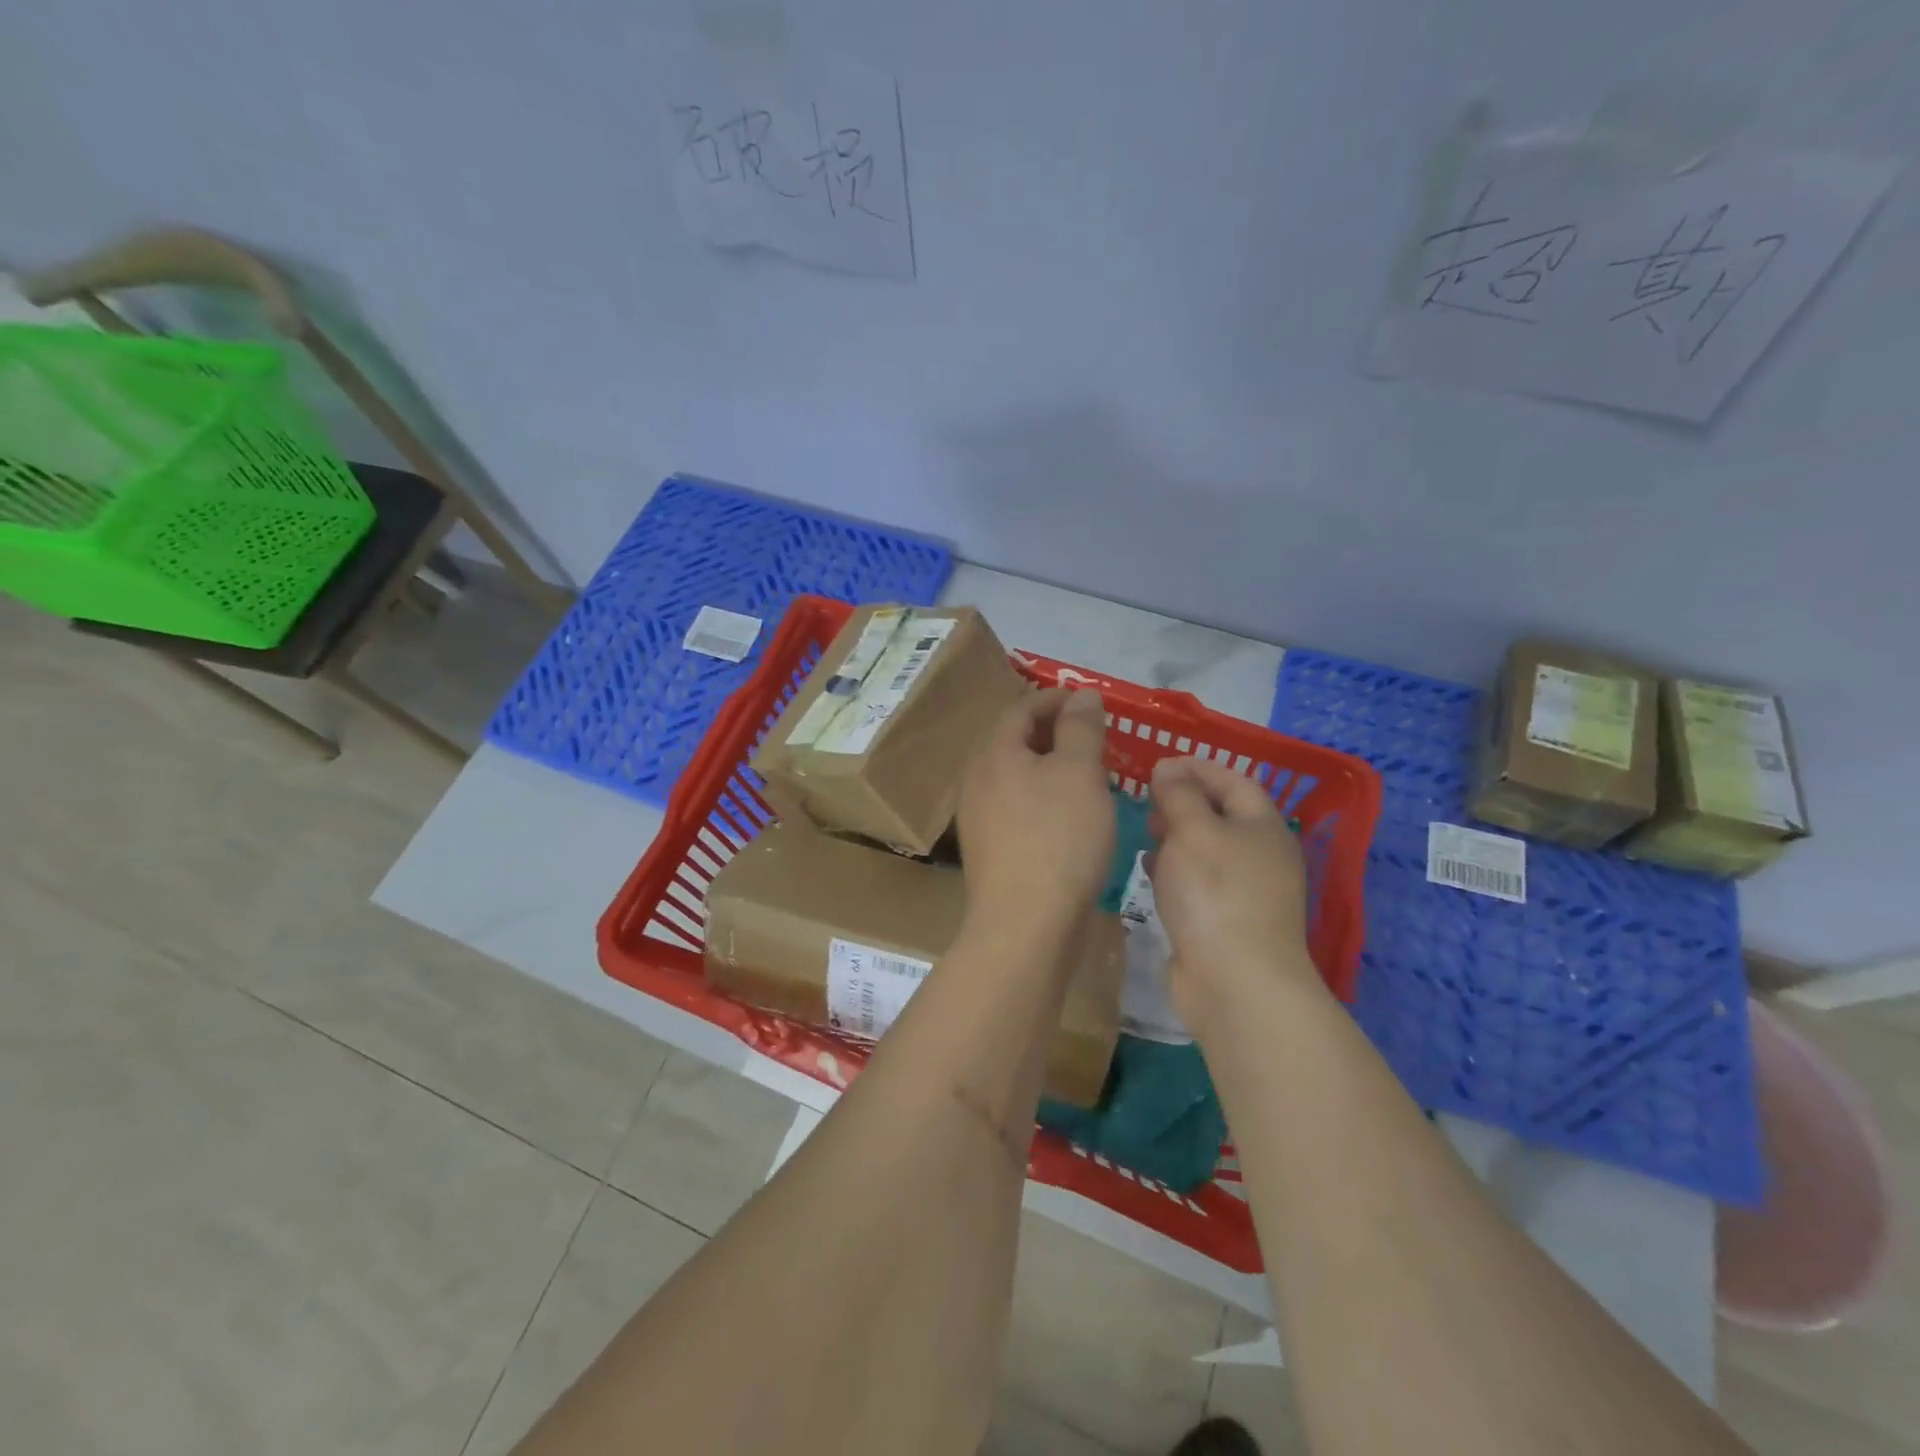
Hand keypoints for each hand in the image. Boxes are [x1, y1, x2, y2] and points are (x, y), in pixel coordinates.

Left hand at [958, 688, 1114, 935]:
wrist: (1025, 926)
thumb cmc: (1057, 839)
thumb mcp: (1079, 773)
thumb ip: (1081, 728)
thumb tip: (1082, 694)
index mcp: (994, 755)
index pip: (1022, 708)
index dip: (1057, 698)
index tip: (1093, 703)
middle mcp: (978, 782)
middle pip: (1016, 743)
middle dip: (1056, 734)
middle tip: (1096, 739)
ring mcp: (980, 820)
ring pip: (1018, 779)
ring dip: (1052, 770)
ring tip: (1090, 777)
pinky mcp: (991, 852)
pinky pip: (1020, 810)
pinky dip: (1046, 801)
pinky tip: (1072, 819)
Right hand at [1147, 755, 1322, 1029]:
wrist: (1234, 980)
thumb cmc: (1215, 892)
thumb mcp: (1193, 829)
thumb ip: (1178, 794)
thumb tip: (1169, 768)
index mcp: (1263, 826)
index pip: (1234, 781)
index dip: (1197, 767)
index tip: (1158, 764)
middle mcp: (1259, 856)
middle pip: (1220, 815)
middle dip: (1182, 802)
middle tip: (1146, 801)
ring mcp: (1243, 892)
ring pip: (1206, 850)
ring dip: (1175, 837)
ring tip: (1143, 833)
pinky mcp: (1223, 921)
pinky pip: (1197, 883)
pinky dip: (1174, 871)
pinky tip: (1150, 874)